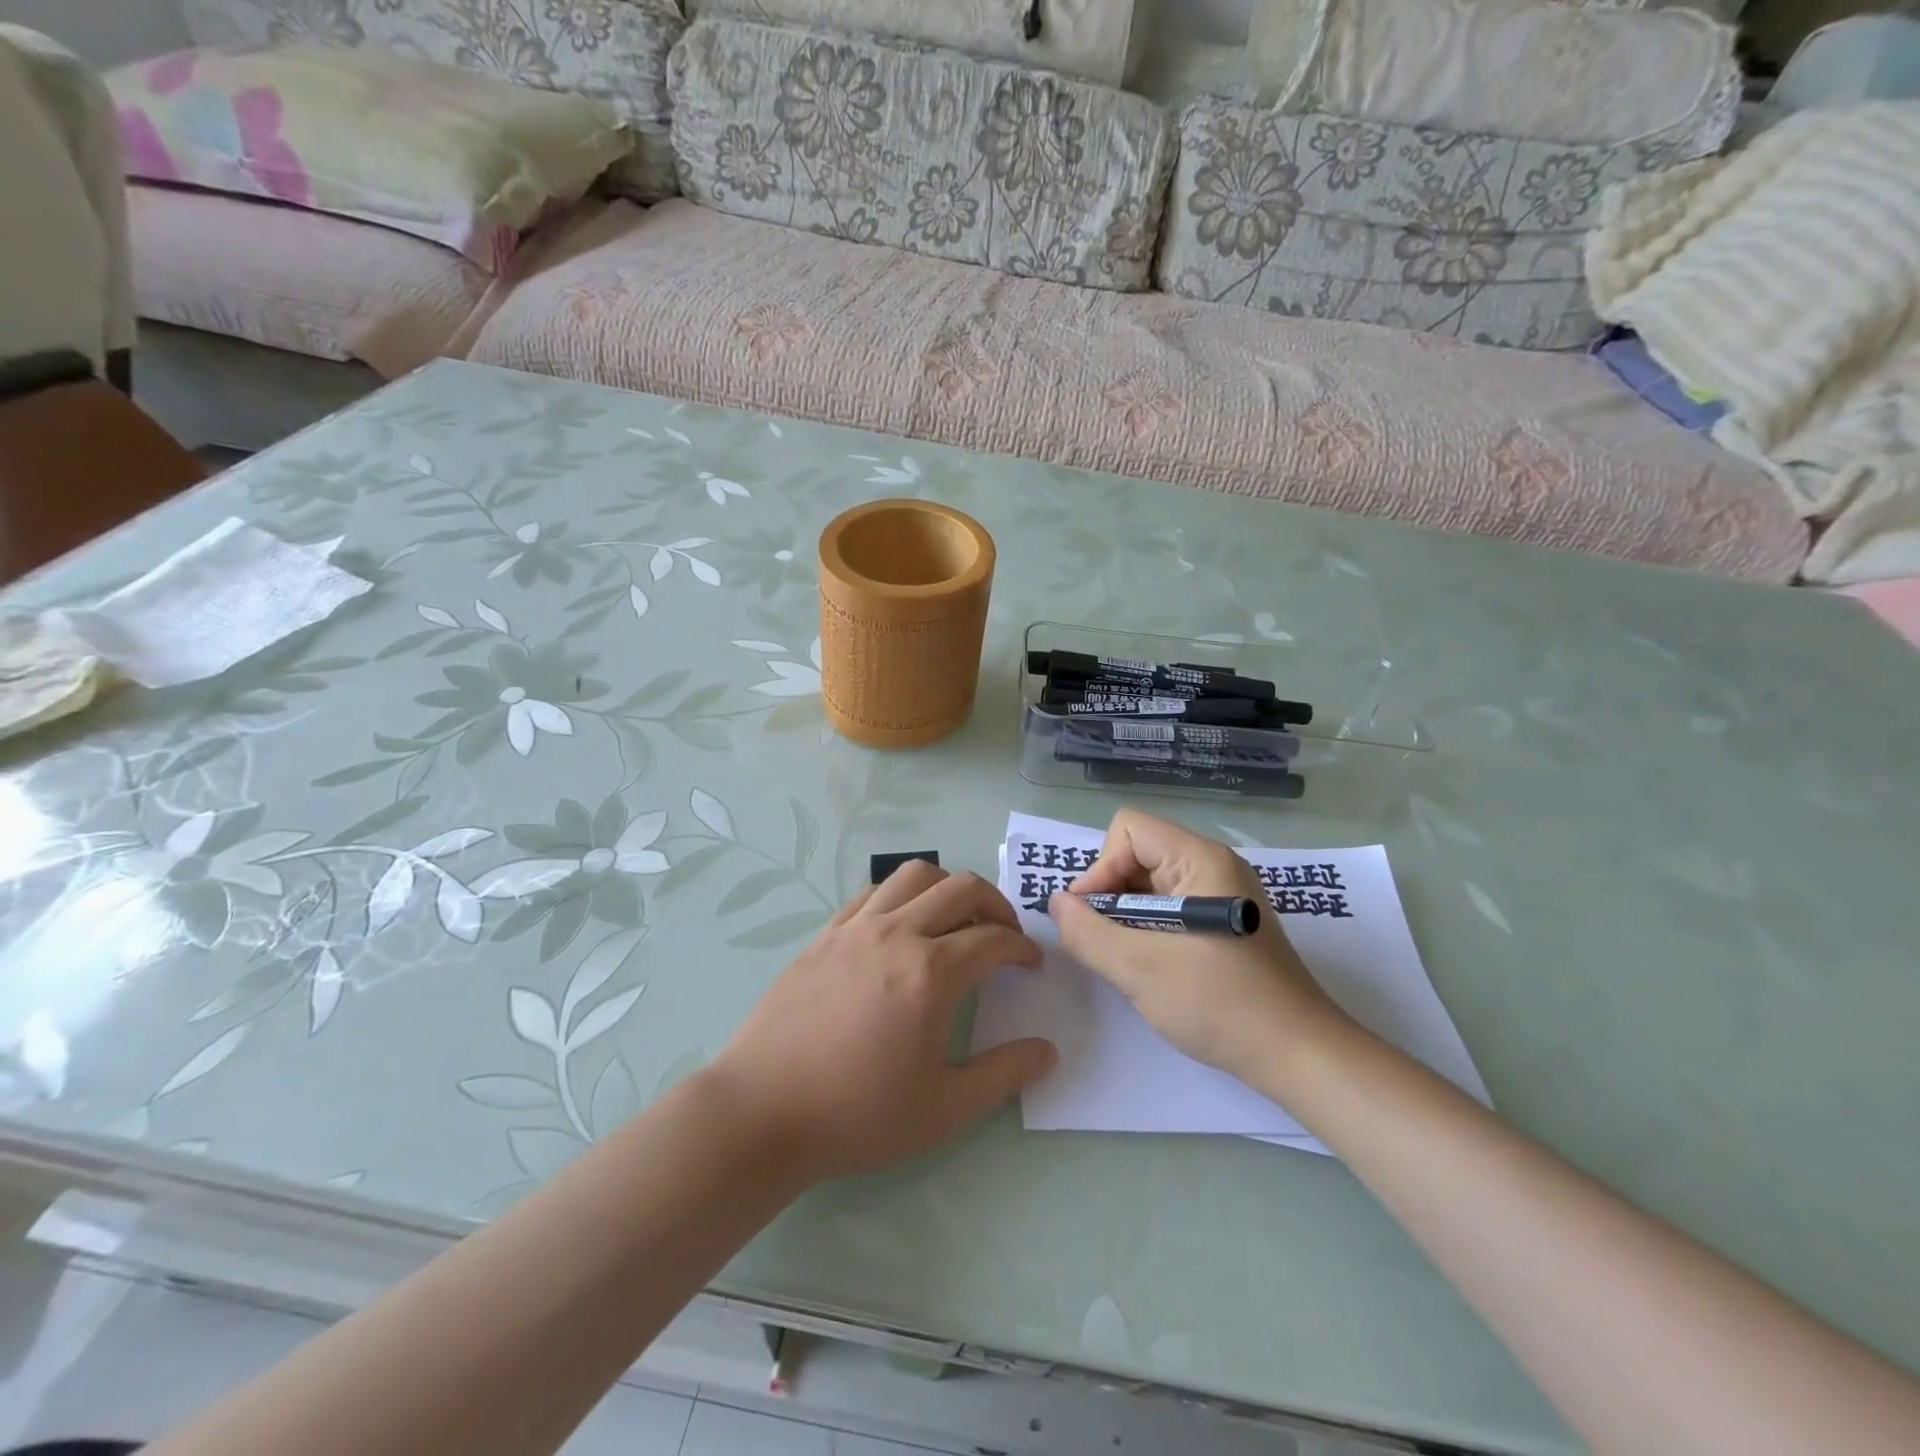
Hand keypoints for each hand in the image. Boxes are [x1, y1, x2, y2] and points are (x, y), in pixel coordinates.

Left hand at [709, 862, 1055, 1184]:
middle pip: (962, 888)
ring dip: (947, 887)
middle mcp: (897, 933)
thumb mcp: (944, 1109)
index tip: (1031, 964)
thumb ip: (1003, 1074)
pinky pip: (873, 892)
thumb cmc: (858, 1114)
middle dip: (996, 904)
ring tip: (955, 920)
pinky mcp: (825, 934)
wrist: (763, 1111)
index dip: (1023, 947)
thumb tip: (1047, 1050)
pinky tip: (900, 928)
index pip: (994, 940)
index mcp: (932, 973)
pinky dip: (901, 896)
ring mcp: (856, 928)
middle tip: (1004, 935)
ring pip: (914, 875)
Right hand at [1049, 809, 1347, 1083]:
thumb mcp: (1139, 968)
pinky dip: (1149, 930)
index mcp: (1201, 859)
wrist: (1299, 1056)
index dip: (1101, 867)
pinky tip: (1150, 967)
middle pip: (1138, 853)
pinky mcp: (1227, 924)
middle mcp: (1214, 866)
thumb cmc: (1219, 1003)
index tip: (1093, 917)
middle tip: (1104, 942)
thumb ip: (1087, 931)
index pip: (1129, 830)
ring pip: (1152, 884)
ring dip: (1127, 916)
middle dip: (1110, 894)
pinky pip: (1171, 907)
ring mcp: (1223, 896)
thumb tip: (1056, 904)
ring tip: (1126, 959)